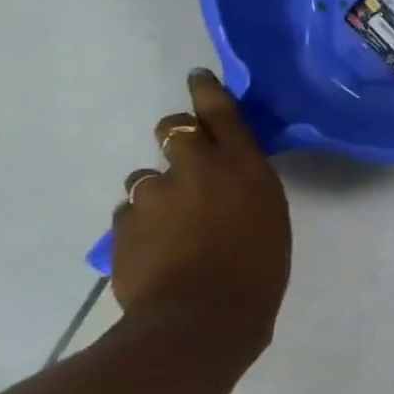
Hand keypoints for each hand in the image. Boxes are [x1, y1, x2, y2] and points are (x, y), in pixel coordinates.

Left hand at [110, 70, 291, 333]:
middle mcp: (194, 169)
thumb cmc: (259, 267)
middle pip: (173, 130)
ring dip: (161, 189)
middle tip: (188, 161)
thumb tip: (227, 182)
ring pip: (148, 177)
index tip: (198, 77)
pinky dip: (144, 222)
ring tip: (174, 222)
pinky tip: (158, 248)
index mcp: (240, 165)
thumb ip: (246, 187)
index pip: (219, 112)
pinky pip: (132, 213)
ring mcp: (152, 196)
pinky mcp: (124, 227)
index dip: (207, 91)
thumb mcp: (269, 215)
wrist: (201, 316)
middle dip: (177, 136)